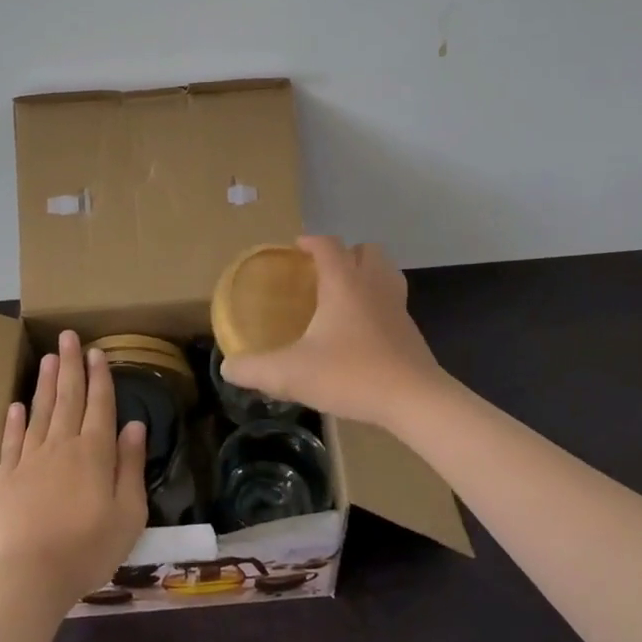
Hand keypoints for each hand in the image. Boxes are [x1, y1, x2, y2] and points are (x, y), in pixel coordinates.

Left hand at [0, 331, 148, 606]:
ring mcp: (30, 459)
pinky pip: (11, 441)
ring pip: (40, 411)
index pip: (99, 404)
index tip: (96, 351)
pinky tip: (16, 405)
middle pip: (68, 397)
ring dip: (45, 383)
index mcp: (95, 452)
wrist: (30, 578)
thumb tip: (134, 425)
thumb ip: (130, 465)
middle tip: (68, 336)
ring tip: (47, 357)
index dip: (99, 376)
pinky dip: (14, 421)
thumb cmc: (88, 548)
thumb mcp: (128, 513)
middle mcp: (62, 445)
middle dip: (70, 365)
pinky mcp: (5, 478)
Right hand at [220, 236, 454, 430]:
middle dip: (346, 254)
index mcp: (344, 282)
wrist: (413, 399)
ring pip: (386, 272)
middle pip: (367, 250)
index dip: (311, 241)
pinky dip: (379, 303)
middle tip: (324, 273)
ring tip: (346, 295)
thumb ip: (256, 369)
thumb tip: (228, 367)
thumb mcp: (292, 374)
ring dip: (368, 274)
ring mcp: (397, 306)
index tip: (296, 248)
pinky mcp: (410, 330)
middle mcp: (373, 285)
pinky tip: (363, 330)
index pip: (328, 245)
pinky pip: (394, 301)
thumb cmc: (351, 374)